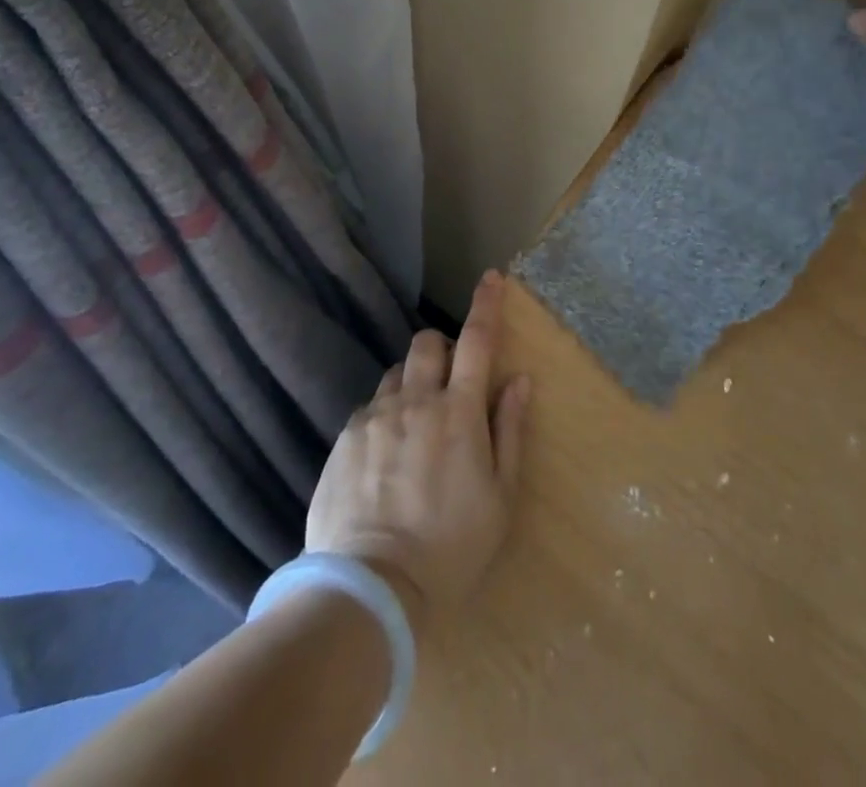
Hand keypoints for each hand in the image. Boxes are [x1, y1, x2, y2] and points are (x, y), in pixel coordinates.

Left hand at [306, 272, 531, 625]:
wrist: (371, 589)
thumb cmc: (450, 548)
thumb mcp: (500, 498)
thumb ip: (510, 431)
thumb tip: (520, 380)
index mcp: (459, 412)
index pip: (477, 341)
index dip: (486, 304)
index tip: (491, 277)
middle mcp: (415, 401)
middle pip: (428, 344)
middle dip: (443, 349)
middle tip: (450, 384)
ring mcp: (375, 417)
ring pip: (396, 374)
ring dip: (412, 384)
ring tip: (415, 427)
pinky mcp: (345, 438)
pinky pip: (369, 408)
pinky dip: (384, 416)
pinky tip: (384, 458)